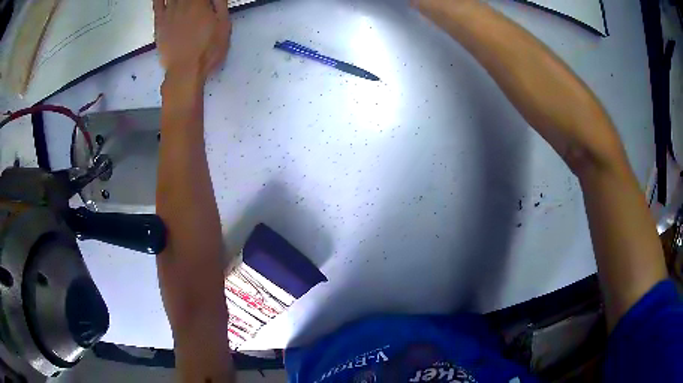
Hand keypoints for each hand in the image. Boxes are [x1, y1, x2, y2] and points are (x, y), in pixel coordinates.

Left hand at [153, 0, 231, 81]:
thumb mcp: (224, 26)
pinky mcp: (159, 22)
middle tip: (195, 2)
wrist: (185, 71)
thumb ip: (220, 3)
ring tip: (183, 1)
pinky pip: (157, 4)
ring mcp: (169, 12)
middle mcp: (183, 3)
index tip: (206, 0)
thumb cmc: (208, 50)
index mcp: (200, 2)